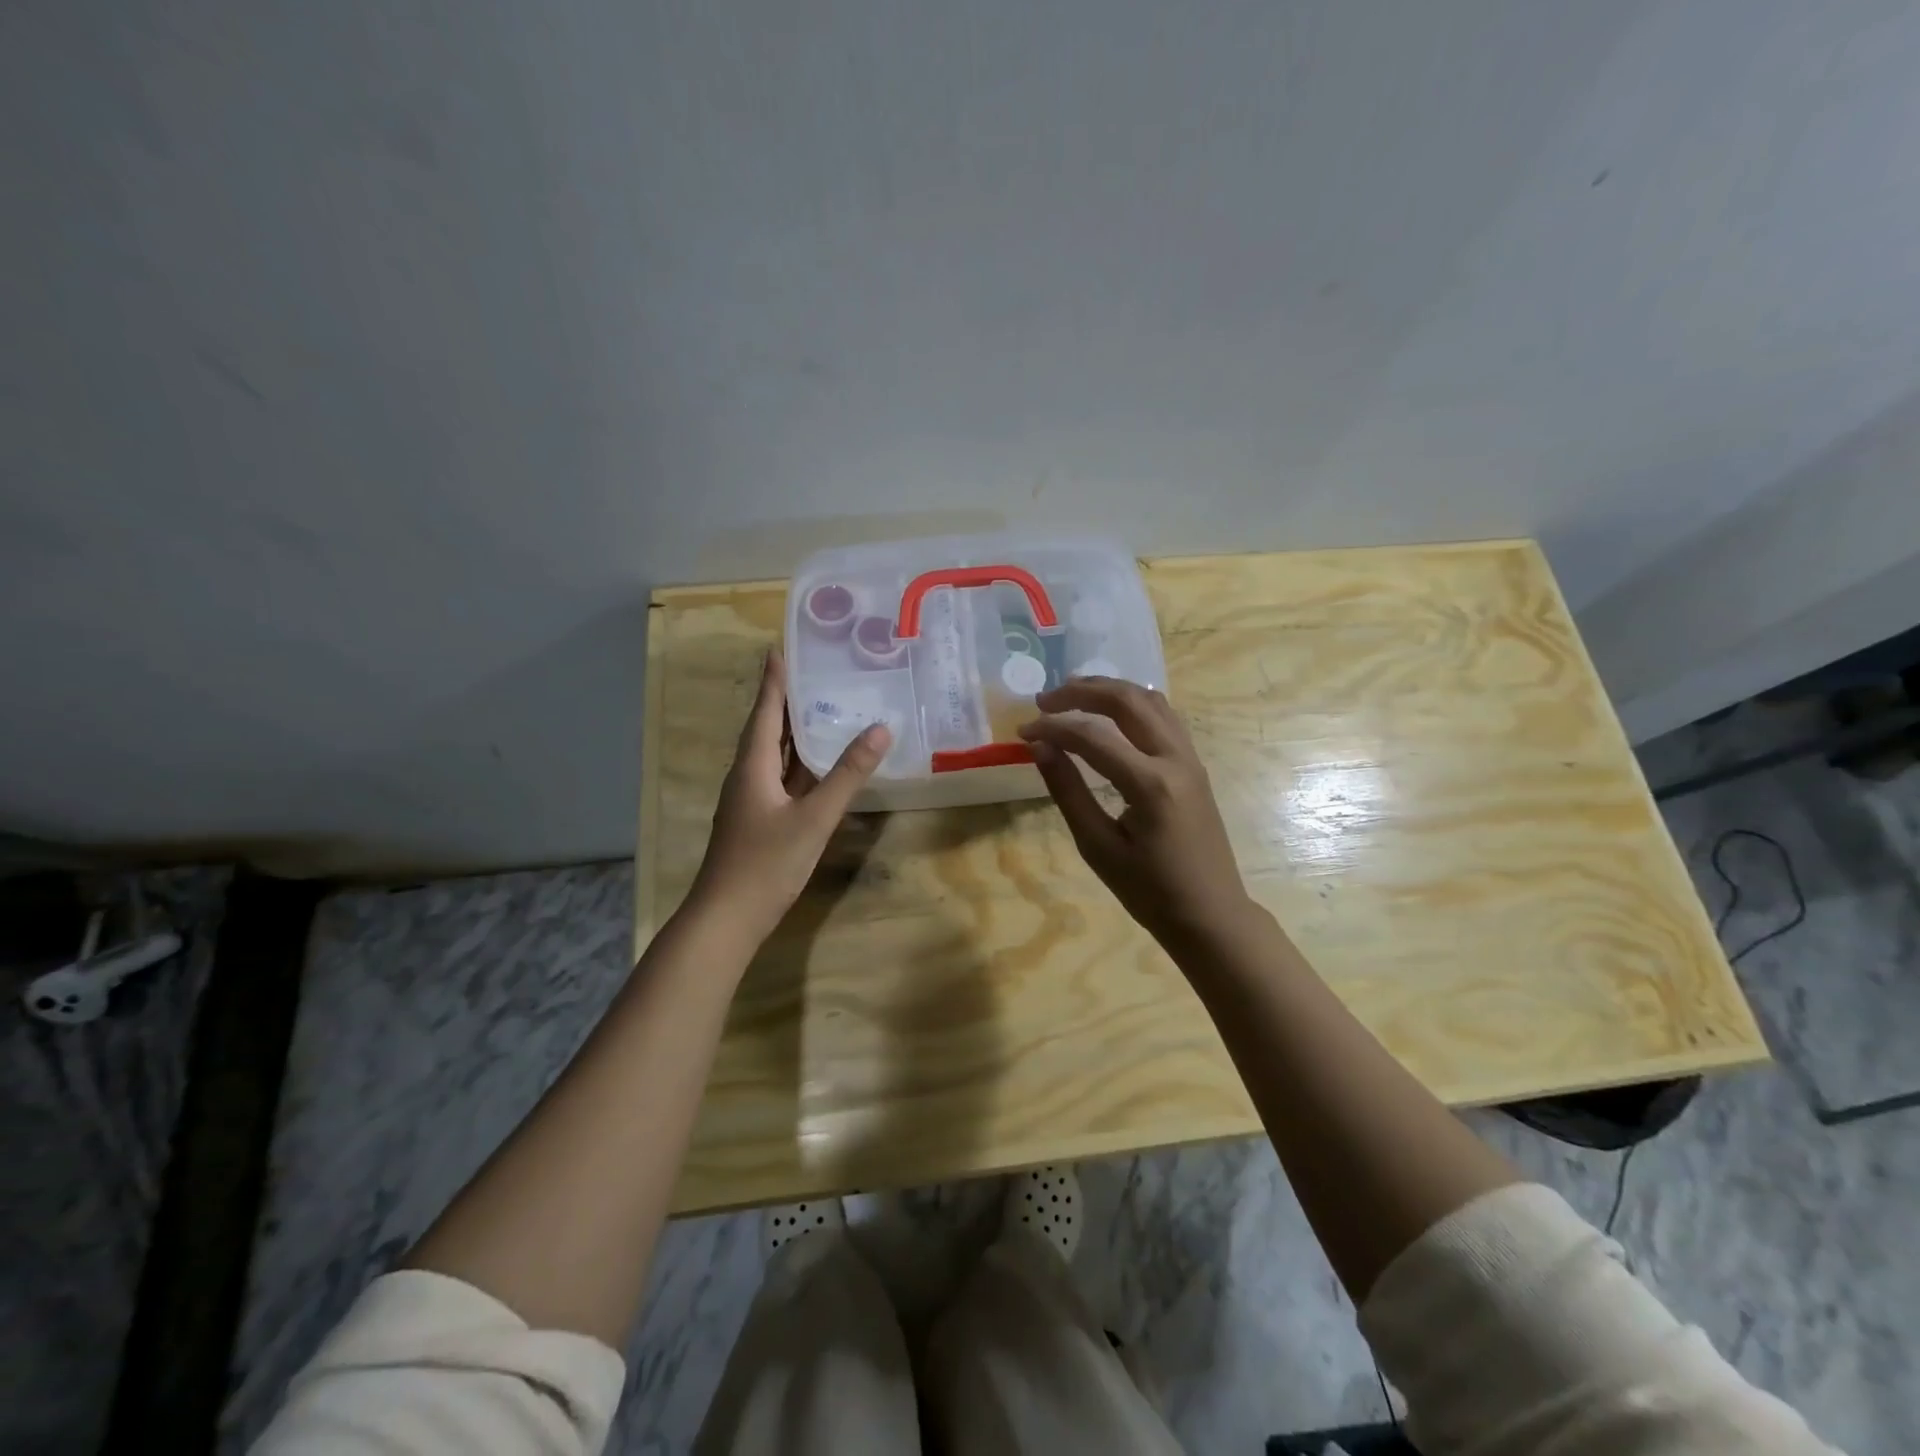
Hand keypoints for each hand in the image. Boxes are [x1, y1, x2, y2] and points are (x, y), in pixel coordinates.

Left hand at [687, 650, 890, 946]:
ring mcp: (751, 800)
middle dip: (786, 699)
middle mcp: (747, 776)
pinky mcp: (759, 820)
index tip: (780, 647)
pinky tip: (819, 763)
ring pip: (774, 755)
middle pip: (767, 728)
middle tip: (813, 671)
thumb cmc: (766, 863)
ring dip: (793, 730)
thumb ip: (847, 775)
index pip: (765, 711)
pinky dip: (799, 763)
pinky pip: (781, 778)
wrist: (727, 919)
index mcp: (752, 766)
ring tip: (821, 706)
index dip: (774, 680)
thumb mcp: (813, 818)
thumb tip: (880, 730)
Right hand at [1018, 677, 1256, 950]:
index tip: (1022, 732)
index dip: (1053, 728)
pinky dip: (1132, 703)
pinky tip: (1110, 713)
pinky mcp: (1194, 764)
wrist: (1210, 914)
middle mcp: (1175, 759)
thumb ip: (1067, 791)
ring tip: (1072, 695)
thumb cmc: (1150, 891)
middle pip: (1126, 701)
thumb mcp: (1098, 846)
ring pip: (1150, 700)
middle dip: (1081, 692)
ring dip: (1109, 690)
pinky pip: (1164, 716)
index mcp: (1150, 784)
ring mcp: (1190, 758)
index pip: (1092, 737)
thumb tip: (1039, 748)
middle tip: (1044, 700)